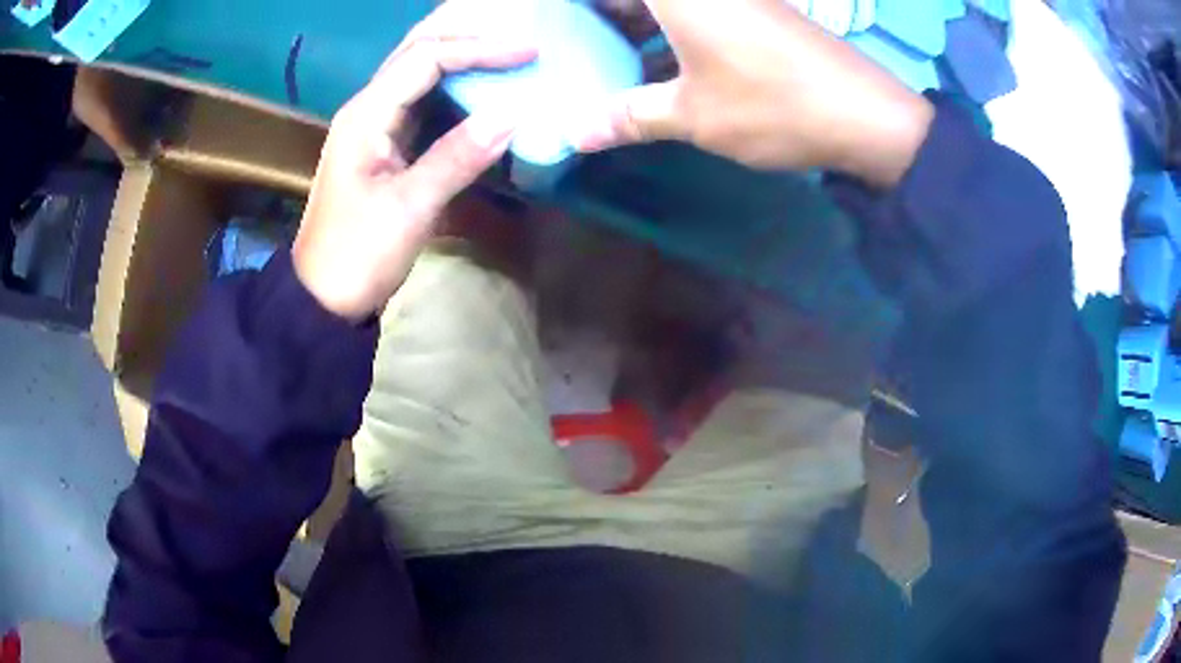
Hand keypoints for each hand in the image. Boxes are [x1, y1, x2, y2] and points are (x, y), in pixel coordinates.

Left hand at [292, 3, 535, 320]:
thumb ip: (458, 156)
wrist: (324, 298)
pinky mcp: (383, 146)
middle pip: (417, 53)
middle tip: (515, 36)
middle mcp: (367, 109)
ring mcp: (373, 127)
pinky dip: (454, 90)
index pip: (426, 60)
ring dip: (461, 58)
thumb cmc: (358, 255)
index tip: (529, 53)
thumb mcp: (409, 208)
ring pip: (418, 74)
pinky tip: (481, 89)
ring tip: (505, 51)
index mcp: (366, 115)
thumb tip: (513, 114)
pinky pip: (421, 103)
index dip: (479, 49)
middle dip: (467, 39)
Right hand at [569, 0, 933, 186]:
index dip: (593, 9)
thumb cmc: (772, 105)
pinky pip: (703, 8)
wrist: (866, 114)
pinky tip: (662, 56)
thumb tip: (576, 135)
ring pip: (676, 2)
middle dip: (612, 12)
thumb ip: (630, 117)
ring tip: (612, 48)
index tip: (563, 22)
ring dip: (640, 17)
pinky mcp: (759, 9)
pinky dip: (674, 24)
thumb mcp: (693, 115)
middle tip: (580, 36)